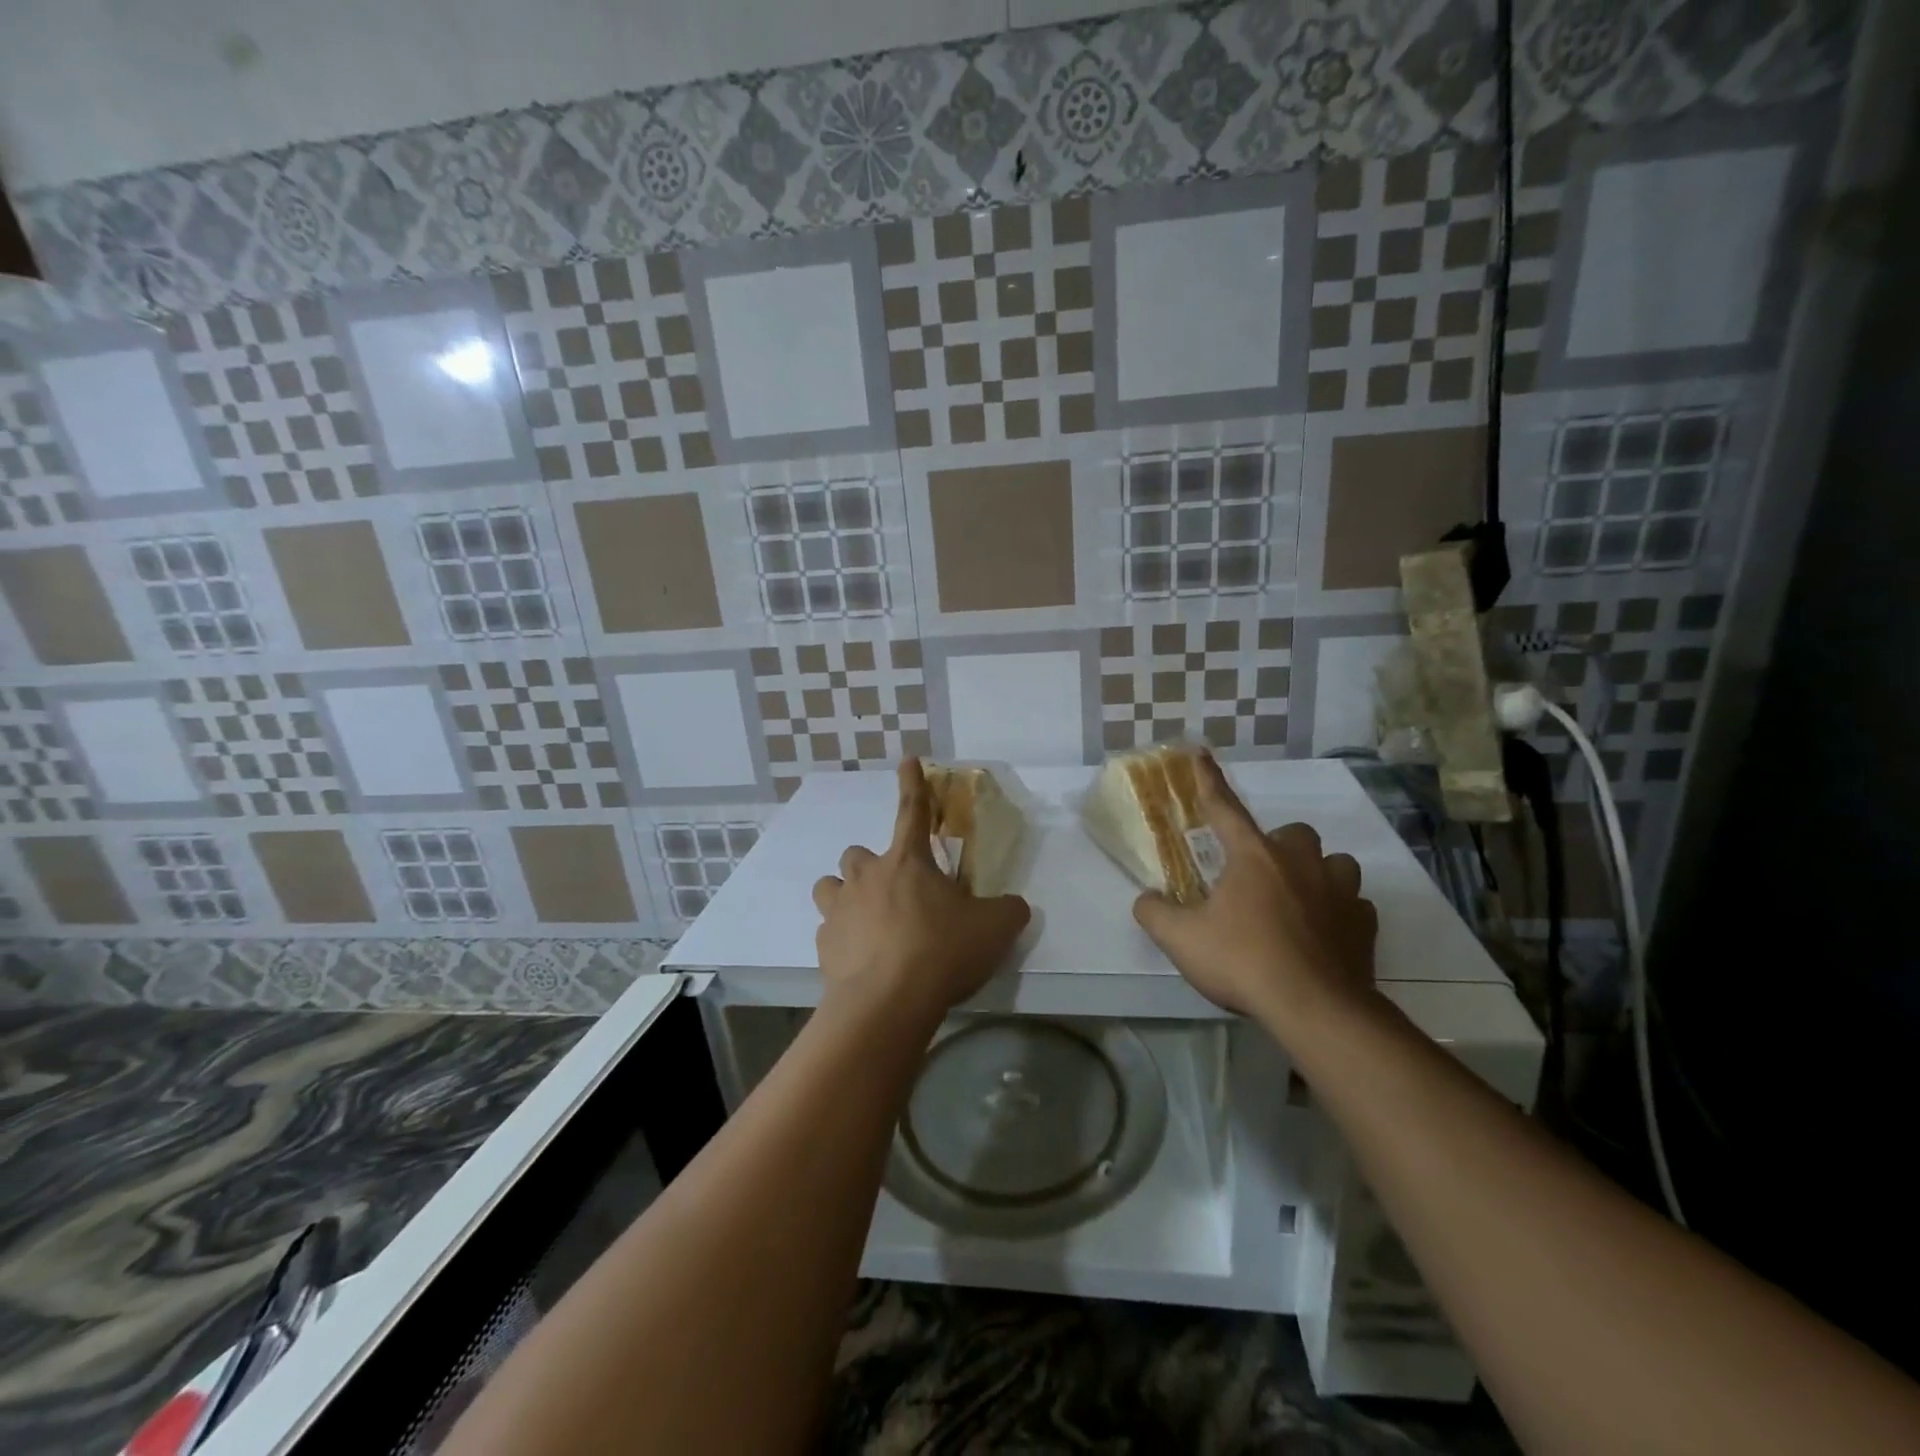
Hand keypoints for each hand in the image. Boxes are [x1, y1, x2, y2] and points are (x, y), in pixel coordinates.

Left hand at [812, 759, 1031, 1026]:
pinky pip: (829, 931)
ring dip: (847, 896)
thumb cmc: (942, 951)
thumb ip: (1008, 910)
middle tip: (895, 892)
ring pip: (831, 886)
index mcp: (908, 861)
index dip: (912, 783)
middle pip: (858, 854)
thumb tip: (1016, 906)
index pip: (912, 810)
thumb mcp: (994, 928)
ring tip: (868, 920)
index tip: (907, 760)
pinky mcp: (824, 945)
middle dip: (873, 866)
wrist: (888, 1003)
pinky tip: (862, 960)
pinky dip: (843, 939)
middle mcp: (867, 876)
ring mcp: (839, 909)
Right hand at [1132, 752, 1377, 1025]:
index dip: (1209, 780)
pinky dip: (1341, 912)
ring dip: (1318, 873)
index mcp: (1254, 857)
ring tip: (1300, 899)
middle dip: (1279, 846)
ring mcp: (1340, 891)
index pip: (1225, 808)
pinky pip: (1356, 904)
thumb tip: (1146, 899)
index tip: (1201, 753)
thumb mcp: (1181, 939)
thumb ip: (1155, 912)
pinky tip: (1325, 934)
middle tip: (1259, 876)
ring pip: (1336, 863)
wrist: (1314, 1008)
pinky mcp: (1364, 924)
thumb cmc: (1243, 961)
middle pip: (1295, 833)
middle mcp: (1301, 863)